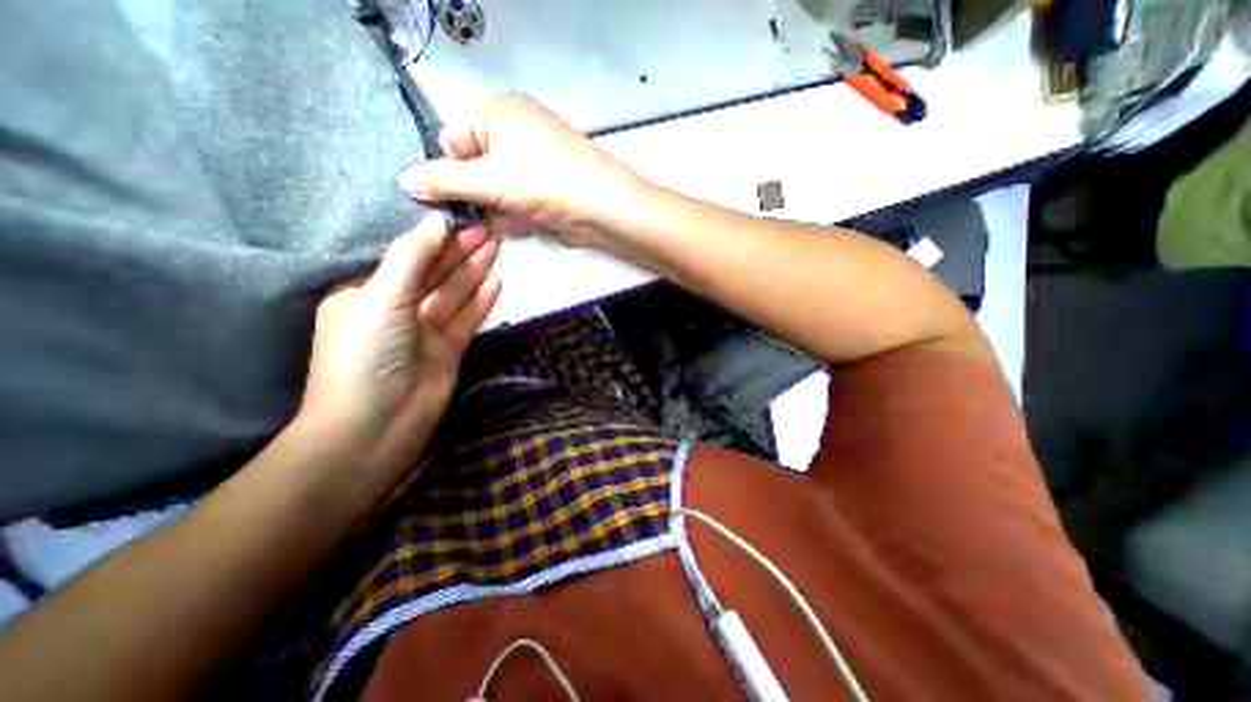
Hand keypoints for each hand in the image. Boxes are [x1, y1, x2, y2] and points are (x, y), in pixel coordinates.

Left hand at [298, 214, 501, 475]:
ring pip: (454, 293)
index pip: (404, 255)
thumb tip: (436, 221)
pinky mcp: (448, 348)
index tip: (460, 215)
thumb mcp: (381, 298)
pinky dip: (481, 301)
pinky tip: (497, 282)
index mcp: (366, 292)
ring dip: (474, 271)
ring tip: (496, 246)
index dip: (432, 235)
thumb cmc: (366, 356)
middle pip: (433, 272)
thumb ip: (411, 259)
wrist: (379, 425)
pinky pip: (467, 318)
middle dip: (459, 250)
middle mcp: (396, 308)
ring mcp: (425, 330)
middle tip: (487, 227)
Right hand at [395, 93, 649, 249]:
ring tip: (519, 216)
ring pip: (495, 195)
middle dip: (478, 198)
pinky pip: (516, 207)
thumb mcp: (487, 178)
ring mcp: (533, 167)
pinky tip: (533, 222)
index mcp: (498, 113)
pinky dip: (519, 219)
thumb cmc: (544, 182)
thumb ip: (443, 181)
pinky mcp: (545, 194)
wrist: (600, 210)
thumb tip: (405, 181)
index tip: (452, 195)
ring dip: (500, 212)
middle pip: (474, 171)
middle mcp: (515, 136)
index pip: (452, 139)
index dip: (450, 170)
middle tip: (488, 212)